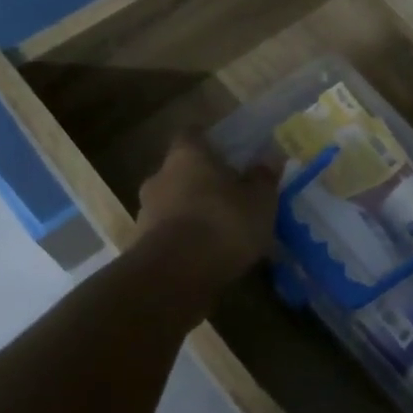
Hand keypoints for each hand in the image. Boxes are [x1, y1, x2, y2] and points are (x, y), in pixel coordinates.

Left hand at [133, 137, 278, 287]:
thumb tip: (270, 156)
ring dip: (193, 212)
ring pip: (174, 203)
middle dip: (203, 181)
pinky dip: (186, 240)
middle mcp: (160, 177)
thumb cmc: (222, 224)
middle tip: (231, 195)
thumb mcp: (259, 200)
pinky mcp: (142, 246)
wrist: (173, 278)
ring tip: (222, 231)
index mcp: (186, 156)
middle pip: (181, 171)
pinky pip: (169, 234)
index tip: (229, 152)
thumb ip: (263, 177)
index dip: (210, 141)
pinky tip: (208, 255)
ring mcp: (146, 213)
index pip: (193, 134)